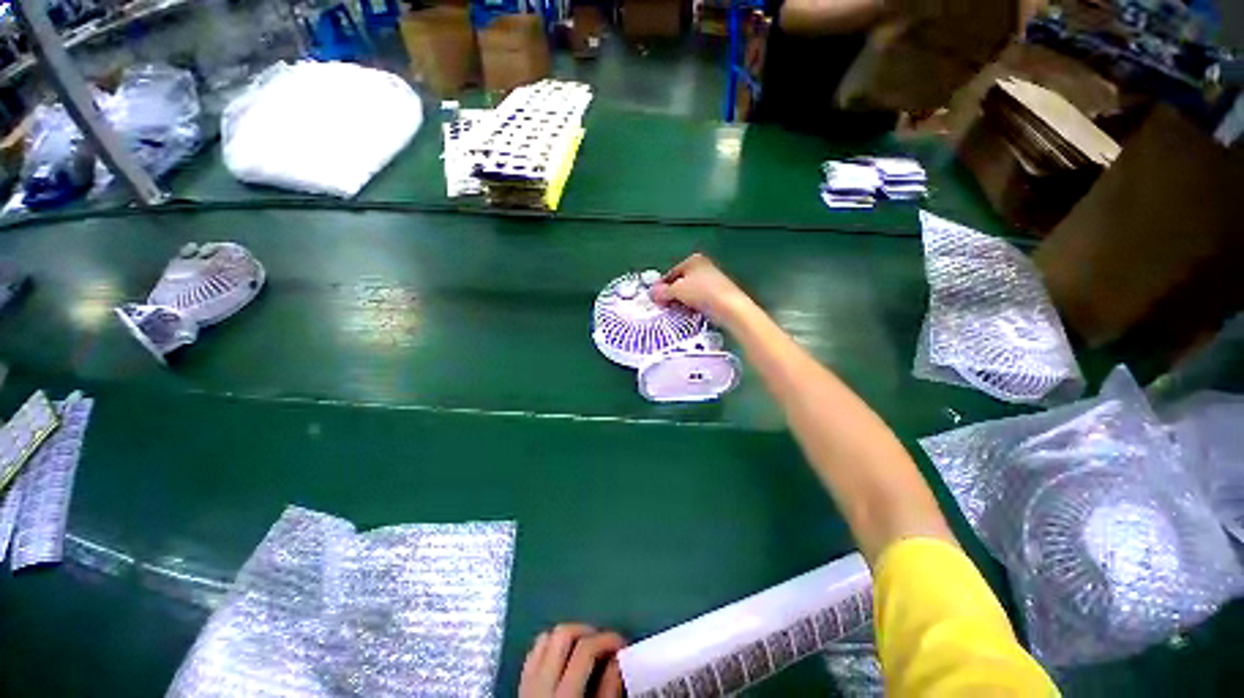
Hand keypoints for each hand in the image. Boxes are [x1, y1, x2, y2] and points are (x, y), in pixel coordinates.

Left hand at [519, 624, 625, 697]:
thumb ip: (607, 693)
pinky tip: (564, 660)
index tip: (622, 643)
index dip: (606, 639)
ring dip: (567, 637)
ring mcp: (527, 685)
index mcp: (563, 697)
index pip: (584, 650)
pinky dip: (550, 648)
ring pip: (545, 639)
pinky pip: (533, 654)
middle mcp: (541, 684)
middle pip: (562, 634)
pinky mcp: (520, 688)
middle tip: (603, 642)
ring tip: (585, 648)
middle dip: (586, 631)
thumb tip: (618, 660)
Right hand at [651, 253, 753, 327]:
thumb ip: (662, 291)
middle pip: (680, 282)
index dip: (661, 286)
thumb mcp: (676, 290)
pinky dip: (692, 307)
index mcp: (694, 260)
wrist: (729, 307)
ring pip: (689, 293)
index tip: (655, 297)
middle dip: (671, 294)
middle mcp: (703, 268)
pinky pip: (698, 301)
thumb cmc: (703, 292)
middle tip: (664, 305)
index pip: (671, 273)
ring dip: (681, 302)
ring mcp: (711, 282)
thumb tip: (653, 293)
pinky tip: (690, 313)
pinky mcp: (717, 296)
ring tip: (677, 310)